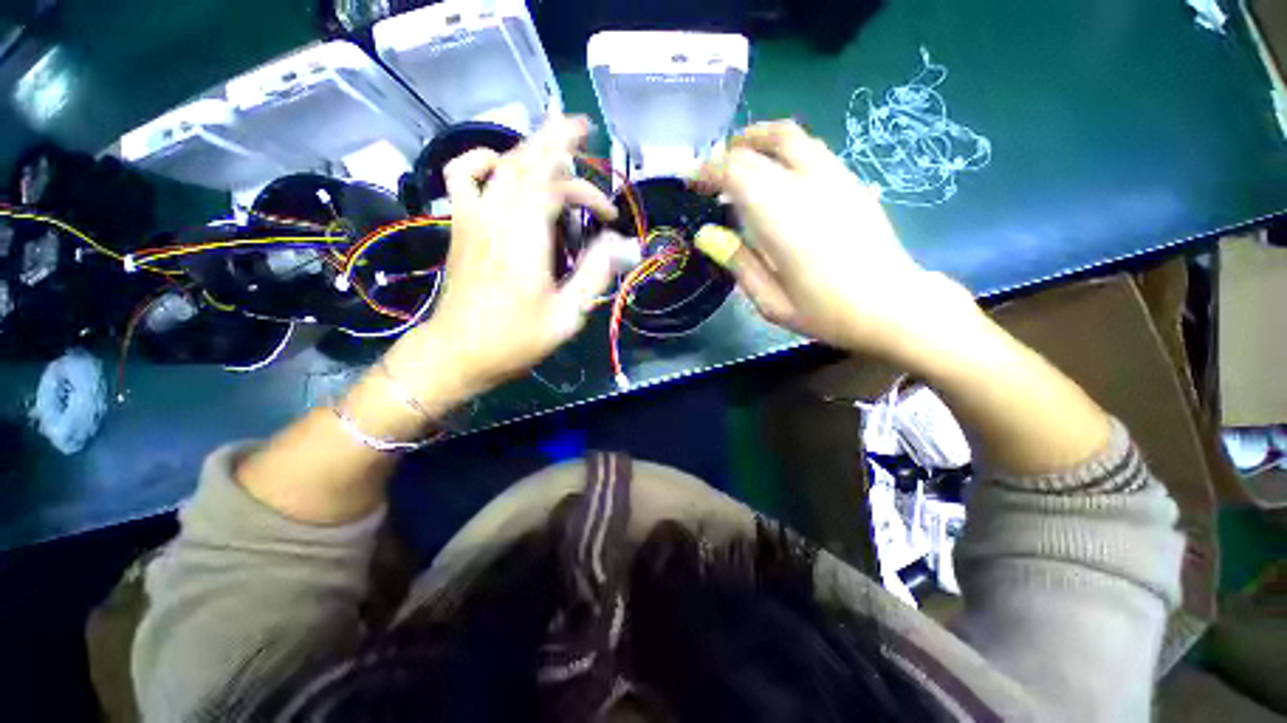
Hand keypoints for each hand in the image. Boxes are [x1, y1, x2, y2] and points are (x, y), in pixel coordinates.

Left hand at [388, 115, 631, 398]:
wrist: (457, 352)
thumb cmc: (515, 340)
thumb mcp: (565, 316)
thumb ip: (595, 275)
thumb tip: (625, 245)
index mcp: (524, 240)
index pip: (556, 188)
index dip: (587, 193)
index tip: (609, 217)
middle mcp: (496, 218)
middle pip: (527, 161)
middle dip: (557, 139)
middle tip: (582, 126)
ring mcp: (472, 217)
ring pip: (501, 163)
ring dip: (530, 147)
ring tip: (554, 145)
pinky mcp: (461, 225)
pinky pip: (462, 176)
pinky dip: (480, 160)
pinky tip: (498, 164)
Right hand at [694, 120, 984, 366]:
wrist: (895, 307)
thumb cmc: (827, 313)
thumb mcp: (771, 302)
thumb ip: (737, 262)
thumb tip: (704, 234)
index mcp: (783, 219)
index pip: (736, 172)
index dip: (708, 170)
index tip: (690, 182)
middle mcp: (808, 187)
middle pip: (761, 147)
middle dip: (727, 153)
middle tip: (710, 174)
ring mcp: (835, 178)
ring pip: (791, 136)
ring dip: (757, 140)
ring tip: (738, 160)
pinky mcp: (852, 182)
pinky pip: (811, 149)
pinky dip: (782, 151)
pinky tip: (775, 175)